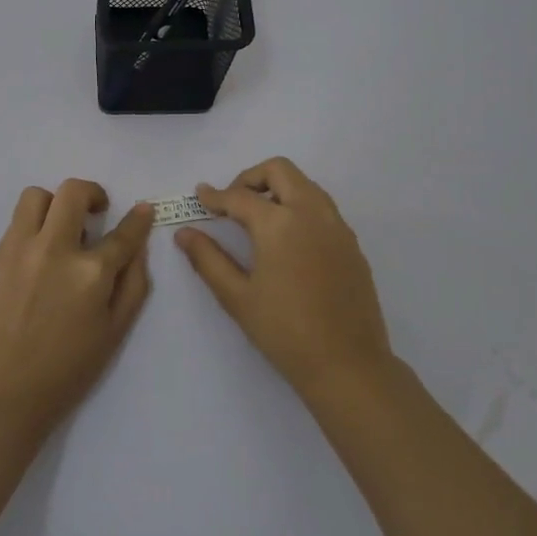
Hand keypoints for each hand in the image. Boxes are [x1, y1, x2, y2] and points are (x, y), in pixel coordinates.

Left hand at [0, 180, 153, 435]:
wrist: (4, 389)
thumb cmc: (67, 369)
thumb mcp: (115, 331)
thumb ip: (133, 284)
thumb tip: (137, 247)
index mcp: (91, 273)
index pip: (123, 233)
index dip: (138, 218)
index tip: (142, 210)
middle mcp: (55, 249)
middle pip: (73, 192)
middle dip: (93, 193)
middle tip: (98, 211)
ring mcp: (22, 248)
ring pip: (37, 195)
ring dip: (56, 203)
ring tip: (64, 228)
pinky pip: (18, 220)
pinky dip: (35, 223)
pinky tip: (43, 251)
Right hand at [176, 157, 393, 398]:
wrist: (347, 365)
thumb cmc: (285, 332)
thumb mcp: (237, 297)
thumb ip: (208, 259)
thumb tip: (184, 234)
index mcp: (279, 223)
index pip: (240, 197)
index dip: (215, 196)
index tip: (200, 196)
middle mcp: (311, 213)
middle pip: (280, 170)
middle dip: (251, 178)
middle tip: (232, 203)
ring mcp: (337, 226)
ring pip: (305, 185)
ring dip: (278, 189)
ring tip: (258, 219)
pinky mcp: (351, 244)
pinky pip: (322, 208)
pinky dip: (299, 207)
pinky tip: (287, 240)